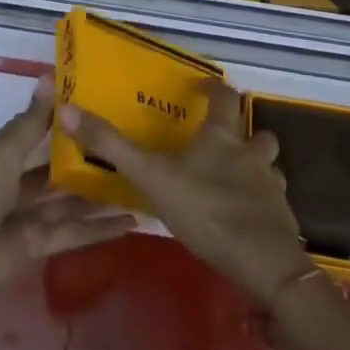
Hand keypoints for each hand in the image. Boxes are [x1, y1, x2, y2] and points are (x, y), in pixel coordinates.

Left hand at [0, 80, 136, 312]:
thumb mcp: (3, 151)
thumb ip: (31, 121)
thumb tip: (49, 76)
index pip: (36, 134)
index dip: (64, 124)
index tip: (100, 109)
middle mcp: (13, 185)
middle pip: (55, 171)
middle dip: (86, 162)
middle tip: (129, 146)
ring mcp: (26, 218)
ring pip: (69, 202)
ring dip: (99, 196)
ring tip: (138, 182)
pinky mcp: (38, 248)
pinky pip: (72, 233)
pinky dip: (99, 229)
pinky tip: (130, 221)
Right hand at [59, 82, 316, 308]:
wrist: (262, 262)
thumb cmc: (206, 210)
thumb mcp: (151, 177)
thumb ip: (112, 147)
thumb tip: (68, 110)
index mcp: (221, 136)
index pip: (224, 96)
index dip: (214, 88)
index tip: (201, 87)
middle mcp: (250, 152)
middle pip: (255, 129)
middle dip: (242, 129)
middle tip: (219, 137)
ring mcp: (270, 184)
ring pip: (268, 163)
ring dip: (256, 163)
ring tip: (234, 175)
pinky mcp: (280, 216)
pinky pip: (273, 198)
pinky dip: (261, 199)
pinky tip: (244, 214)